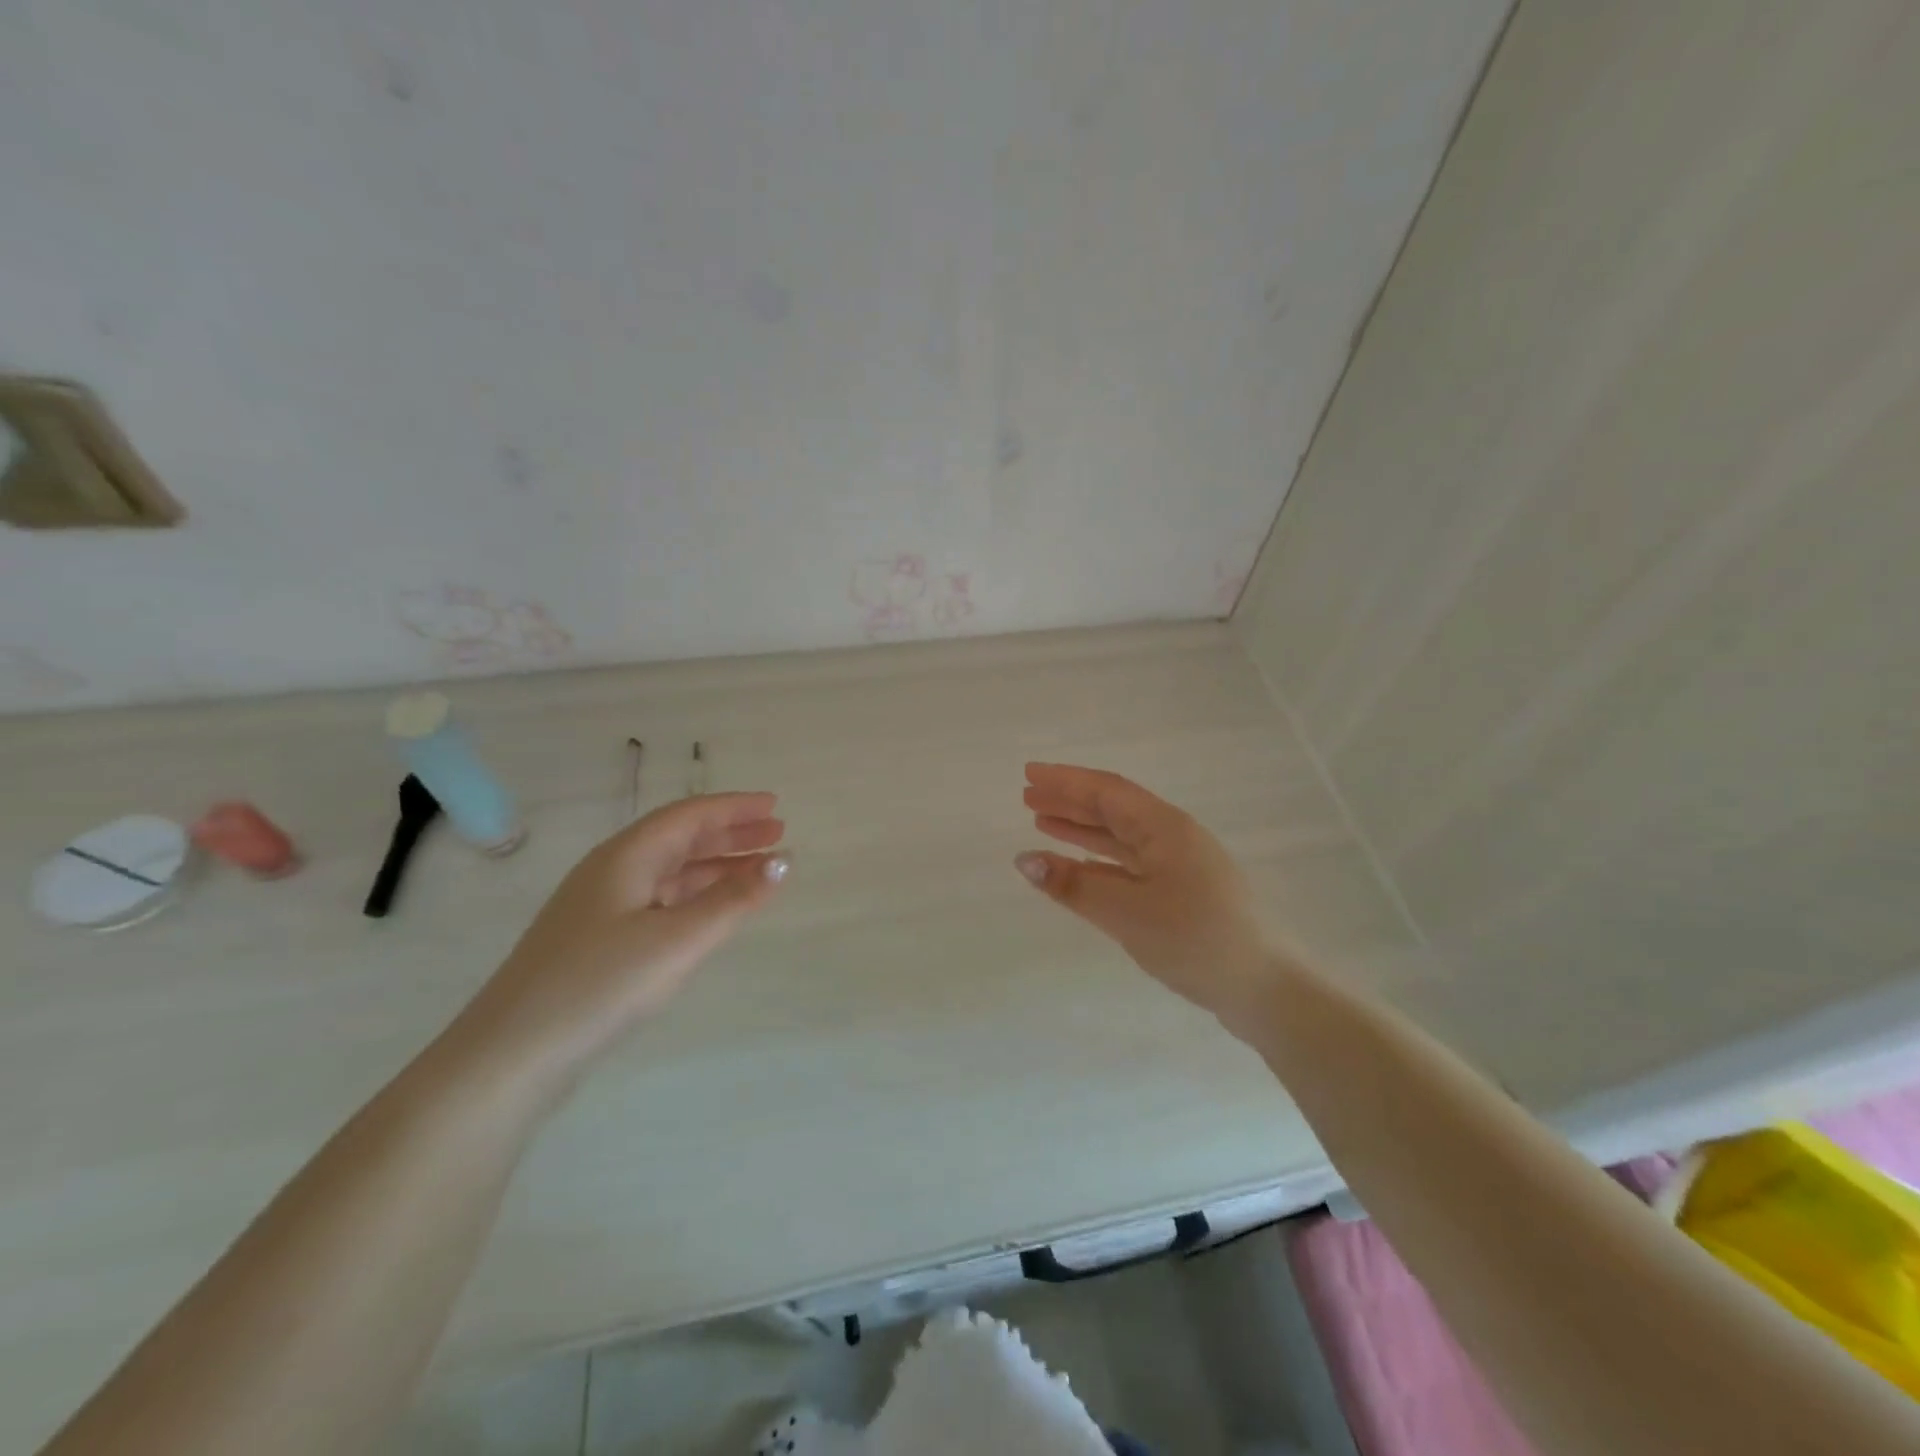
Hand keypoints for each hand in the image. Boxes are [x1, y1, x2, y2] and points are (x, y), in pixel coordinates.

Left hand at [451, 793, 787, 1097]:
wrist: (510, 1055)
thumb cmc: (599, 984)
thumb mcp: (678, 939)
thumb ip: (733, 900)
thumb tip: (783, 861)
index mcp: (627, 857)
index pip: (689, 816)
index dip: (735, 808)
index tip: (776, 806)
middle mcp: (612, 871)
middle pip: (680, 839)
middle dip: (730, 834)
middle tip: (777, 834)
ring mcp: (601, 907)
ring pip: (670, 872)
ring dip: (716, 866)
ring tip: (758, 871)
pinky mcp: (597, 941)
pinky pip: (659, 900)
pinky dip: (695, 896)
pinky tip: (712, 910)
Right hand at [1015, 763, 1278, 1027]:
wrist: (1264, 988)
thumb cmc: (1194, 940)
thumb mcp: (1127, 912)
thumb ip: (1074, 885)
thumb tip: (1024, 860)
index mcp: (1164, 828)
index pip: (1106, 791)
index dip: (1065, 781)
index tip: (1029, 774)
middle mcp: (1173, 837)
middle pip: (1113, 809)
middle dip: (1070, 801)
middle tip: (1027, 797)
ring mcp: (1180, 865)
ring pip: (1121, 836)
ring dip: (1082, 828)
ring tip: (1042, 822)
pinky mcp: (1182, 892)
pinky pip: (1131, 863)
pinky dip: (1100, 860)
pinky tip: (1079, 865)